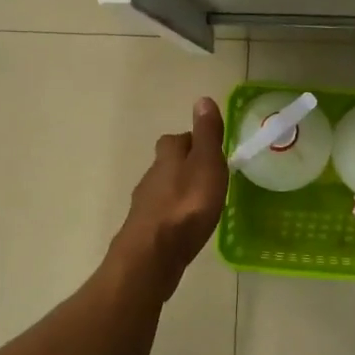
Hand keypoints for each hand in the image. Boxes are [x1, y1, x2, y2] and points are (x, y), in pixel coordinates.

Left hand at [112, 98, 229, 288]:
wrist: (152, 256)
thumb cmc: (186, 206)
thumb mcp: (206, 164)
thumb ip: (206, 135)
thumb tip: (203, 99)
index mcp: (167, 158)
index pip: (176, 140)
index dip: (192, 141)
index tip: (210, 149)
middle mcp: (151, 178)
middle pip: (167, 164)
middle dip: (184, 166)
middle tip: (208, 176)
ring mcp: (144, 206)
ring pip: (163, 190)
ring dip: (179, 192)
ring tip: (201, 203)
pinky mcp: (144, 232)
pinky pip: (162, 215)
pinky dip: (173, 215)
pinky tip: (186, 227)